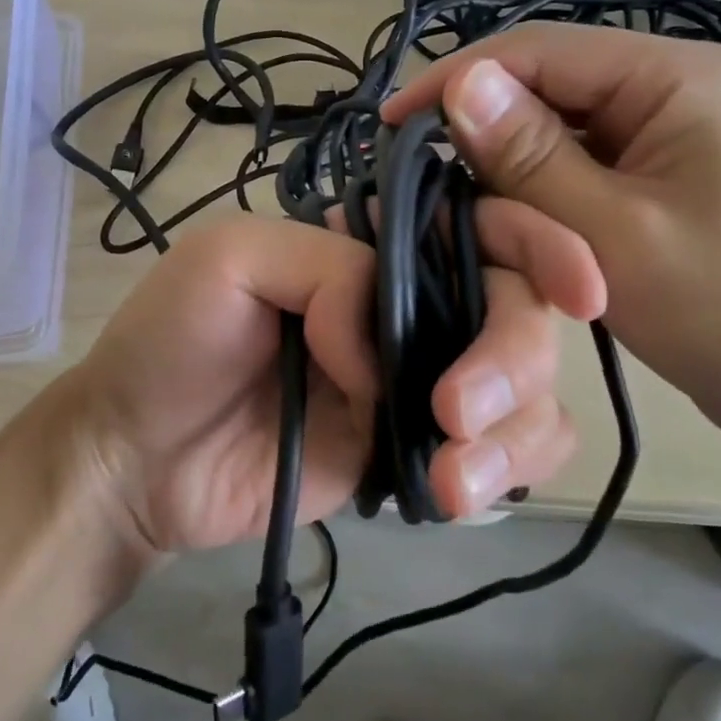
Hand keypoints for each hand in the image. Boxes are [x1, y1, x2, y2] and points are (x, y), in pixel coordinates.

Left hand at [53, 211, 604, 558]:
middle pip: (517, 309)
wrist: (139, 462)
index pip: (478, 226)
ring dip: (514, 429)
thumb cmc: (169, 342)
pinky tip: (455, 494)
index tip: (581, 286)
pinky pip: (506, 451)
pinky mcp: (419, 450)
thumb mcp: (231, 261)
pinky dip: (509, 468)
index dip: (538, 243)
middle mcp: (411, 305)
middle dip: (513, 356)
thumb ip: (329, 269)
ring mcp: (422, 381)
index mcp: (373, 246)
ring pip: (529, 386)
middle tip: (454, 411)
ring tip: (447, 479)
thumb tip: (392, 344)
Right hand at [383, 25, 720, 471]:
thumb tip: (458, 84)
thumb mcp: (616, 235)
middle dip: (478, 127)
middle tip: (413, 175)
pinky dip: (532, 188)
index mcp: (673, 77)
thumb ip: (532, 157)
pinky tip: (501, 215)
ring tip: (447, 199)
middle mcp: (666, 86)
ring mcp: (661, 131)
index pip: (539, 50)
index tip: (391, 127)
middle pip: (544, 85)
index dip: (456, 80)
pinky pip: (573, 163)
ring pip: (552, 127)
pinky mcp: (652, 174)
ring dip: (502, 162)